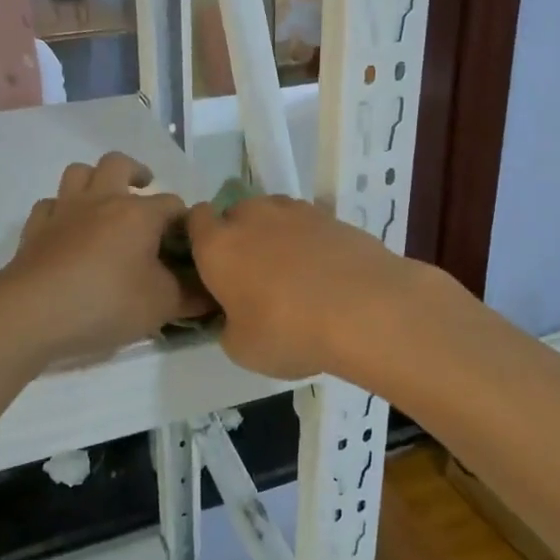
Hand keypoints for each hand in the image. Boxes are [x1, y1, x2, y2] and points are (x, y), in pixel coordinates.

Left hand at [0, 152, 210, 364]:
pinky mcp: (35, 229)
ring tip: (104, 201)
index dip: (184, 221)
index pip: (173, 205)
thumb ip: (190, 297)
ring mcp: (64, 211)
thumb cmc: (105, 303)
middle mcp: (101, 200)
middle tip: (144, 190)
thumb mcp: (161, 306)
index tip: (189, 243)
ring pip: (78, 173)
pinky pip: (49, 205)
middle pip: (118, 164)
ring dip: (94, 180)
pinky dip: (61, 211)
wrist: (31, 314)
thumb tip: (212, 294)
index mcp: (138, 214)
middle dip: (136, 172)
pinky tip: (66, 230)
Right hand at [186, 195, 438, 379]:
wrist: (365, 308)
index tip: (211, 267)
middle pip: (235, 215)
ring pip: (272, 215)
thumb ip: (229, 325)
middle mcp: (251, 216)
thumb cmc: (289, 331)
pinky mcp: (331, 214)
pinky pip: (307, 224)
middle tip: (253, 277)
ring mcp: (293, 211)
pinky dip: (309, 241)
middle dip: (240, 238)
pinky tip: (324, 272)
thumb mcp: (241, 348)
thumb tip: (236, 316)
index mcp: (217, 245)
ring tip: (293, 273)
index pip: (194, 220)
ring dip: (275, 235)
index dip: (200, 239)